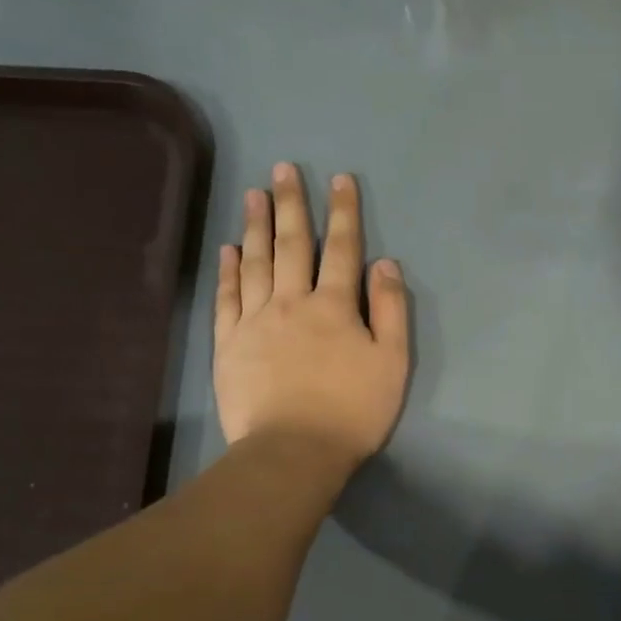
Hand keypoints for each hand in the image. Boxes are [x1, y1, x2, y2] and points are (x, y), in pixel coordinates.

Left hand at [214, 164, 408, 476]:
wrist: (293, 451)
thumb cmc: (352, 411)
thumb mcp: (392, 364)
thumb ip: (391, 311)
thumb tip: (385, 264)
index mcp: (335, 307)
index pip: (342, 249)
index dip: (343, 213)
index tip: (340, 179)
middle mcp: (292, 302)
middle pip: (293, 245)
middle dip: (292, 205)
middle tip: (283, 169)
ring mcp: (255, 321)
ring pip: (256, 263)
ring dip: (257, 226)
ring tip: (254, 194)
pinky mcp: (229, 344)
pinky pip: (228, 297)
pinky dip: (229, 271)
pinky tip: (229, 250)